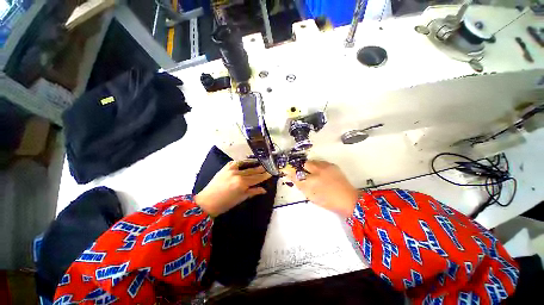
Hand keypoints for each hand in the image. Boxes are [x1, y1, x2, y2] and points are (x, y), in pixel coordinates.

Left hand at [195, 161, 271, 216]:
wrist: (207, 201)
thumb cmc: (225, 203)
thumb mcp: (241, 198)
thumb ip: (253, 192)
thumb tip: (264, 189)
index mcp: (242, 184)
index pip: (257, 178)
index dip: (264, 176)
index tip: (271, 173)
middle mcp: (238, 174)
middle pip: (253, 171)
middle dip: (261, 169)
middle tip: (268, 167)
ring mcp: (231, 170)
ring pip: (246, 165)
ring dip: (253, 164)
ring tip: (260, 163)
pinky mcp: (225, 168)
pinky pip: (236, 162)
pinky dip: (242, 162)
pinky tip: (246, 162)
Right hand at [283, 160, 357, 216]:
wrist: (348, 199)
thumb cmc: (328, 201)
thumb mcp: (312, 197)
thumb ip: (302, 186)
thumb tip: (294, 178)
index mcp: (312, 182)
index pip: (297, 174)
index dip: (291, 172)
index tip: (287, 171)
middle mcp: (318, 171)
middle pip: (305, 164)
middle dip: (301, 167)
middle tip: (302, 173)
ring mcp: (326, 167)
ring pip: (313, 162)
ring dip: (309, 166)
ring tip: (312, 173)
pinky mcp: (332, 165)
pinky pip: (320, 162)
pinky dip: (317, 165)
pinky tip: (320, 172)